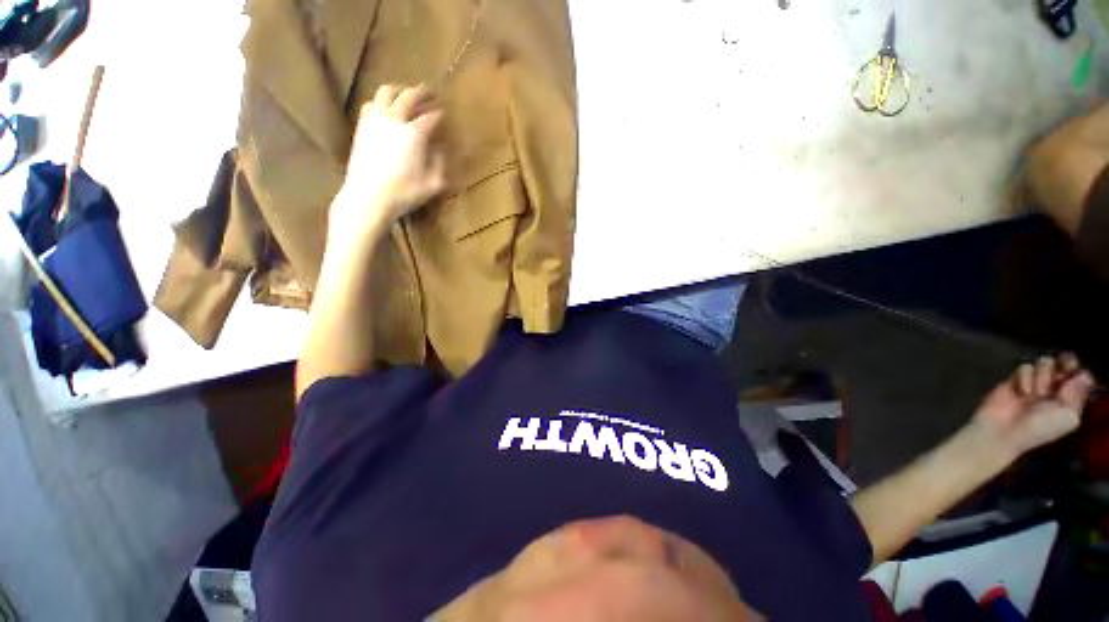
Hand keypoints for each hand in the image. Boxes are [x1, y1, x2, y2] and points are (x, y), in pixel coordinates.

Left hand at [330, 84, 446, 240]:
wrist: (368, 197)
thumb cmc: (404, 192)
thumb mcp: (433, 184)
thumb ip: (441, 163)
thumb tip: (442, 149)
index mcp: (414, 134)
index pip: (431, 117)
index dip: (440, 114)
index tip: (446, 112)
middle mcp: (394, 120)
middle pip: (409, 96)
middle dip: (422, 93)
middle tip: (430, 93)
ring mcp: (375, 120)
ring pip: (386, 92)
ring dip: (399, 90)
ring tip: (406, 94)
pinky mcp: (362, 127)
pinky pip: (371, 103)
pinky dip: (381, 101)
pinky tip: (385, 108)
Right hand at [970, 354, 1095, 462]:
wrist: (1005, 430)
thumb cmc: (1040, 428)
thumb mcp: (1066, 416)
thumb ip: (1077, 395)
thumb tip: (1083, 374)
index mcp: (1071, 398)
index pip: (1081, 375)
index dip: (1078, 370)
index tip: (1073, 373)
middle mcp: (1056, 388)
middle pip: (1065, 363)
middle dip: (1061, 367)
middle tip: (1055, 379)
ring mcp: (1035, 382)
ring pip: (1045, 362)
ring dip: (1042, 375)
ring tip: (1034, 393)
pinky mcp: (1016, 378)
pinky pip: (1025, 366)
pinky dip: (1024, 377)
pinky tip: (1021, 391)